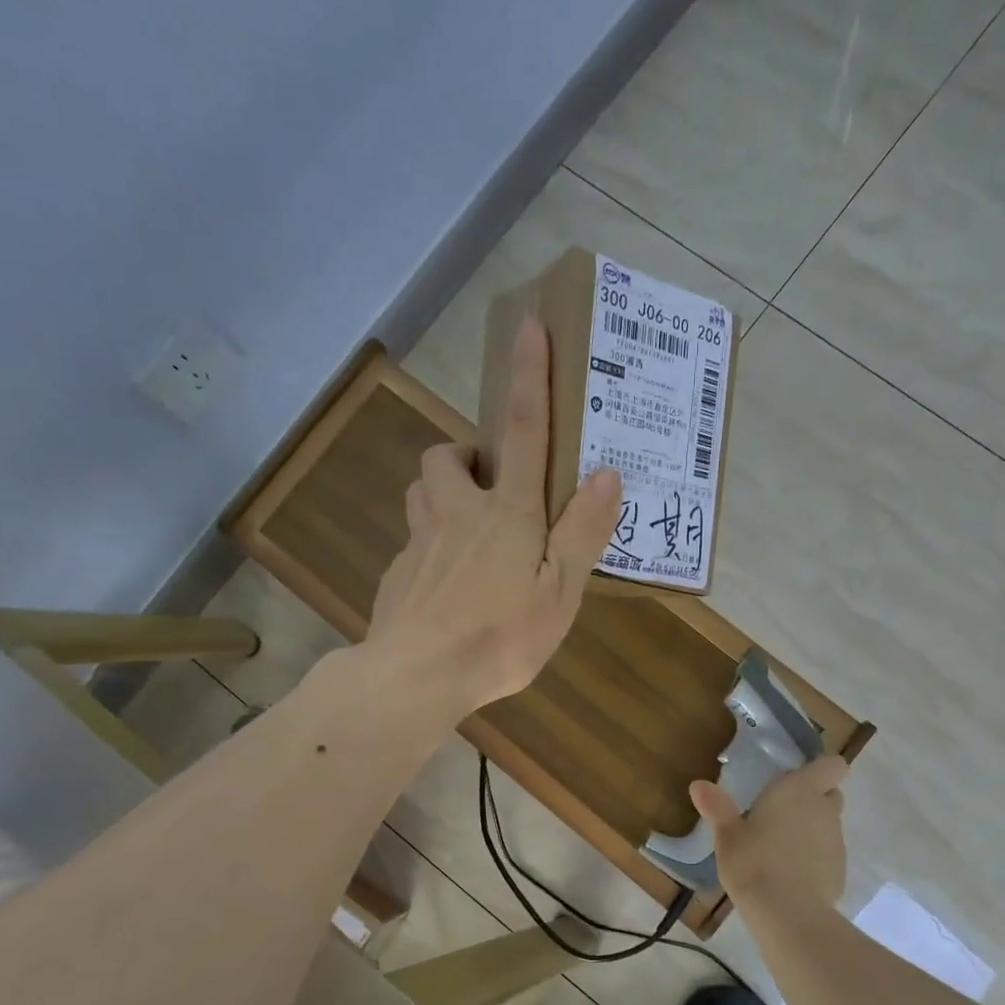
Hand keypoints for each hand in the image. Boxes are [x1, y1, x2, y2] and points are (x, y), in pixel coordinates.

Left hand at [368, 316, 621, 714]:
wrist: (417, 677)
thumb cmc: (500, 636)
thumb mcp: (559, 591)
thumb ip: (582, 532)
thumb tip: (607, 474)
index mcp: (506, 513)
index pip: (523, 432)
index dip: (528, 377)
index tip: (528, 327)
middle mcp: (456, 514)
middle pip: (446, 457)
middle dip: (466, 455)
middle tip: (491, 483)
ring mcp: (419, 543)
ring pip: (420, 492)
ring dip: (441, 491)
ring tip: (467, 524)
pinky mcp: (397, 575)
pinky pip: (413, 543)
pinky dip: (430, 546)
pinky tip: (446, 584)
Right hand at [690, 755, 849, 909]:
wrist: (787, 913)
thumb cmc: (753, 862)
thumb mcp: (727, 835)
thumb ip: (716, 807)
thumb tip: (698, 785)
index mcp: (800, 790)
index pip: (832, 765)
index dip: (820, 771)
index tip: (798, 779)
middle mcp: (824, 810)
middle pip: (831, 794)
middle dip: (814, 800)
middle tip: (781, 813)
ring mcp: (837, 842)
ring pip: (829, 826)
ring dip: (812, 831)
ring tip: (780, 848)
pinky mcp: (840, 871)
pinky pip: (828, 855)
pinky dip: (815, 859)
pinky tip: (790, 876)